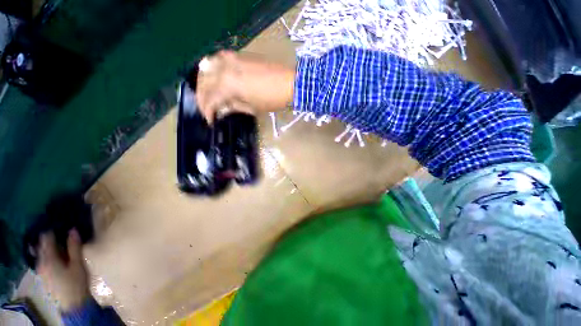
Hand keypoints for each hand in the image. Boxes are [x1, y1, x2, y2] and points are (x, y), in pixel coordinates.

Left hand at [37, 230, 90, 311]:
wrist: (73, 303)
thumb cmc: (76, 282)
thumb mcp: (78, 264)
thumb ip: (74, 247)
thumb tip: (72, 229)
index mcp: (48, 258)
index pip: (47, 237)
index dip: (53, 228)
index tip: (62, 220)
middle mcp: (40, 261)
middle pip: (42, 244)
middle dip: (50, 236)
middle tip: (62, 227)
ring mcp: (40, 268)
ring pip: (41, 251)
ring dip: (49, 244)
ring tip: (60, 238)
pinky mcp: (43, 273)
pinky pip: (42, 257)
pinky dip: (48, 251)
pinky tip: (57, 251)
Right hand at [196, 50, 294, 122]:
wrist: (289, 83)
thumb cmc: (272, 100)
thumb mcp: (252, 108)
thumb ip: (234, 106)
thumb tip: (222, 109)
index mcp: (228, 85)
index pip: (211, 99)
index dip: (208, 111)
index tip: (210, 120)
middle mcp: (224, 68)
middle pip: (204, 82)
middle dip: (202, 97)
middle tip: (206, 108)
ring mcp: (230, 58)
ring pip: (206, 67)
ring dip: (203, 81)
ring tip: (207, 93)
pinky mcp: (238, 54)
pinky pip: (217, 59)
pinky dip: (212, 69)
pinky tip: (215, 77)